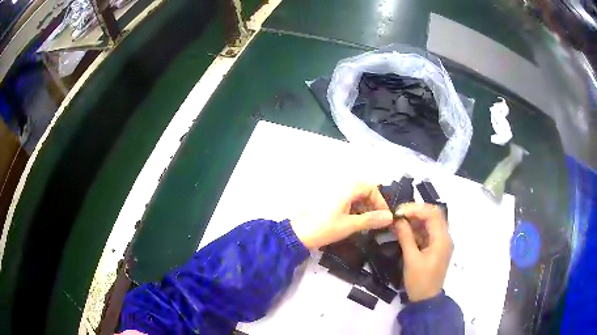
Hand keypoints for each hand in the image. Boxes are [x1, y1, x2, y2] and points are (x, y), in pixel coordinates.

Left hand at [290, 183, 393, 248]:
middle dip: (373, 205)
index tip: (383, 216)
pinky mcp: (329, 201)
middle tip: (377, 221)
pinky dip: (354, 210)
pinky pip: (347, 201)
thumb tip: (390, 217)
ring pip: (355, 196)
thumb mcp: (349, 225)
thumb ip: (370, 220)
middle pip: (364, 190)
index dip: (380, 201)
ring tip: (367, 224)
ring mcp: (333, 194)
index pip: (371, 187)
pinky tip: (355, 222)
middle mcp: (341, 187)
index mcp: (346, 189)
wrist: (298, 234)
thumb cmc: (324, 228)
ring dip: (364, 208)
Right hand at [393, 203, 452, 301]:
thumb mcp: (411, 259)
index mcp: (442, 239)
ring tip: (399, 220)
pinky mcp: (437, 248)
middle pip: (434, 215)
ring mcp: (442, 242)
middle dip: (416, 211)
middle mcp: (445, 237)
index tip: (398, 212)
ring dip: (416, 220)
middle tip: (399, 213)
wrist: (426, 299)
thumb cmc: (419, 281)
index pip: (432, 214)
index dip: (415, 209)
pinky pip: (429, 233)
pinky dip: (418, 229)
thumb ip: (405, 237)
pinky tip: (405, 230)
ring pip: (431, 223)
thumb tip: (397, 219)